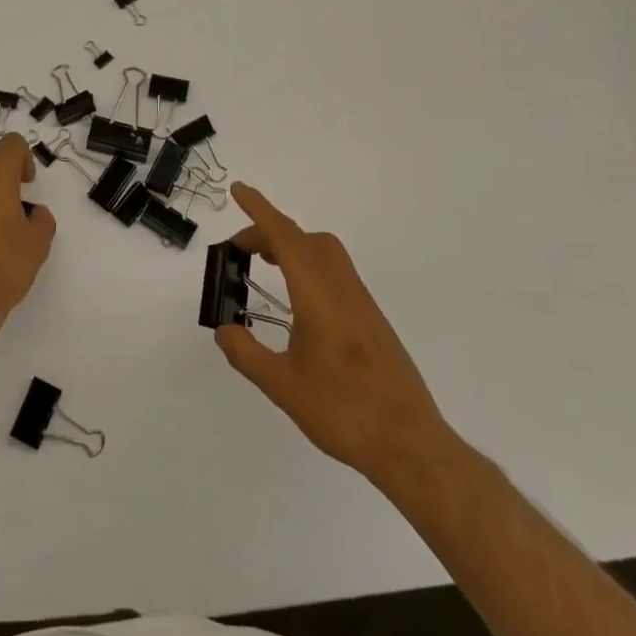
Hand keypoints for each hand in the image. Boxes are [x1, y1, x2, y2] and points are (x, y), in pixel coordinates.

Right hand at [215, 184, 458, 496]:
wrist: (411, 446)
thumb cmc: (344, 412)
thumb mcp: (283, 387)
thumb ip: (247, 354)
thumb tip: (224, 329)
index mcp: (318, 296)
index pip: (285, 238)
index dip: (259, 211)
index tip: (239, 190)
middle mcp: (342, 289)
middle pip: (305, 240)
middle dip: (270, 232)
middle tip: (240, 250)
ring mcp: (362, 304)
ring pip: (325, 253)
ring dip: (292, 247)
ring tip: (265, 266)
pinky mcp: (373, 321)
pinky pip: (336, 273)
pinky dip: (309, 266)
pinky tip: (298, 302)